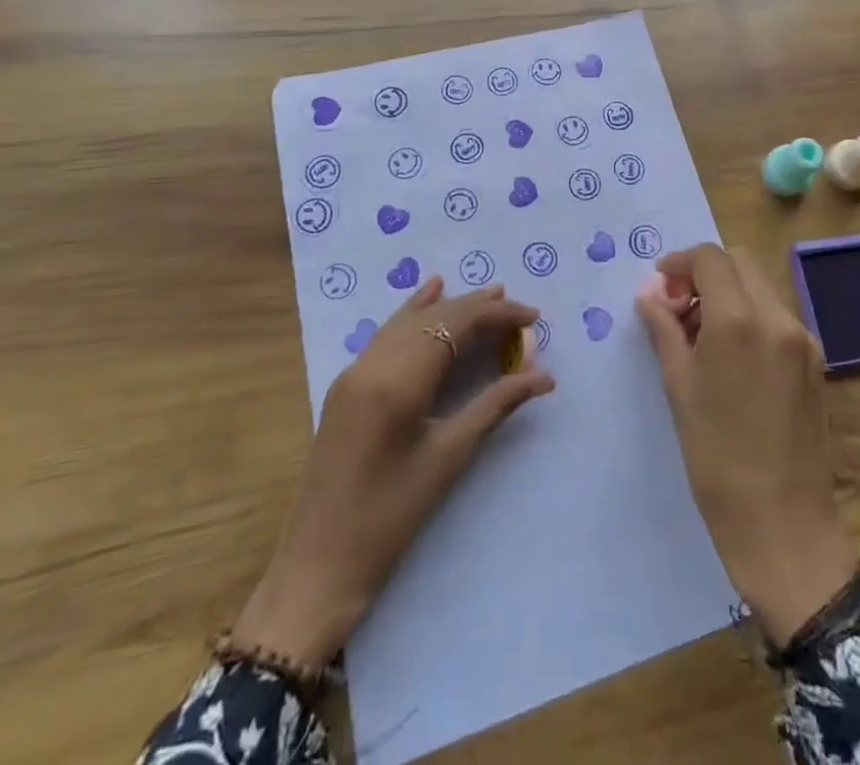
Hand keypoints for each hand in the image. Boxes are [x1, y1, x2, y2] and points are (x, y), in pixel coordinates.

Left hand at [233, 278, 553, 668]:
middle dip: (479, 309)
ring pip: (410, 320)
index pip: (456, 325)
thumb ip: (495, 406)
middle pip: (434, 317)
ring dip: (450, 307)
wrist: (317, 567)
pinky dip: (415, 313)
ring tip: (489, 294)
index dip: (497, 315)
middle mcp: (372, 363)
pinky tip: (430, 293)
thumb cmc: (389, 519)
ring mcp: (354, 371)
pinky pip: (387, 333)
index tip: (534, 319)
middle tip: (520, 313)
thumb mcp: (448, 458)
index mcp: (398, 380)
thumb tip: (542, 376)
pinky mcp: (346, 385)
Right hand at [636, 244, 858, 646]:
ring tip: (701, 334)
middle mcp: (777, 318)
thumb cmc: (716, 458)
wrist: (782, 524)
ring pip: (760, 286)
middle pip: (739, 262)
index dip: (679, 262)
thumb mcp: (679, 388)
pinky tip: (731, 355)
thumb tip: (650, 296)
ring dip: (728, 292)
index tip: (660, 285)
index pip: (710, 259)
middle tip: (678, 307)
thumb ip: (665, 331)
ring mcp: (803, 338)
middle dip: (705, 272)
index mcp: (739, 321)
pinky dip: (750, 315)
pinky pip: (777, 316)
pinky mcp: (816, 360)